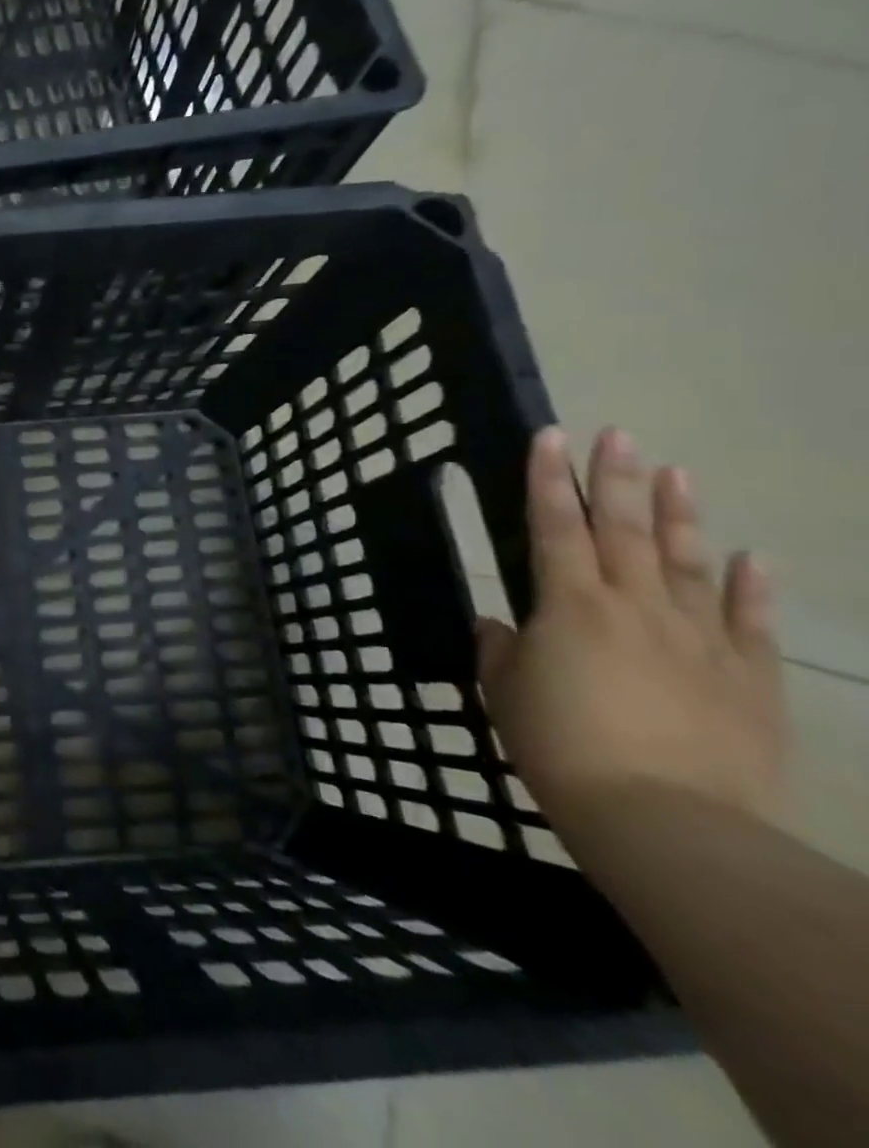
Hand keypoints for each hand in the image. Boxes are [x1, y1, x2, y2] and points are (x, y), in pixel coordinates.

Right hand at [478, 427, 786, 834]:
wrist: (665, 820)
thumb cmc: (560, 748)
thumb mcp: (505, 696)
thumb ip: (502, 651)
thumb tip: (503, 625)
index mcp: (569, 606)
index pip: (553, 527)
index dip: (549, 480)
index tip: (551, 438)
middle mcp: (635, 607)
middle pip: (625, 530)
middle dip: (617, 479)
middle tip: (618, 435)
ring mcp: (699, 639)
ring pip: (689, 562)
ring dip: (681, 515)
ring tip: (677, 472)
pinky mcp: (748, 678)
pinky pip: (748, 621)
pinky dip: (750, 586)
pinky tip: (752, 557)